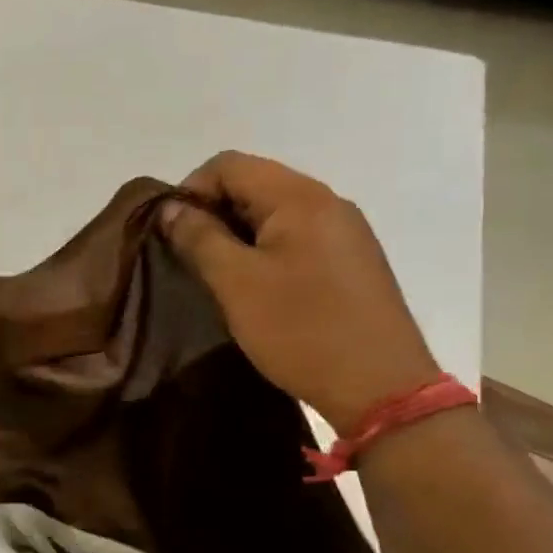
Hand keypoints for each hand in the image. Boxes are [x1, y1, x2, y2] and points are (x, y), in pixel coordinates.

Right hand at [160, 151, 439, 433]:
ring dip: (238, 234)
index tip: (172, 233)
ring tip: (218, 276)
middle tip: (190, 258)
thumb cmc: (301, 330)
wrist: (381, 388)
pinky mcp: (351, 261)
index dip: (190, 189)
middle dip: (213, 212)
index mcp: (300, 197)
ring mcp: (345, 232)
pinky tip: (256, 288)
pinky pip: (296, 238)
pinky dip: (265, 251)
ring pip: (275, 213)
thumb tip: (171, 207)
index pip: (229, 164)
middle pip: (254, 184)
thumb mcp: (236, 283)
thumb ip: (199, 237)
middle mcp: (328, 202)